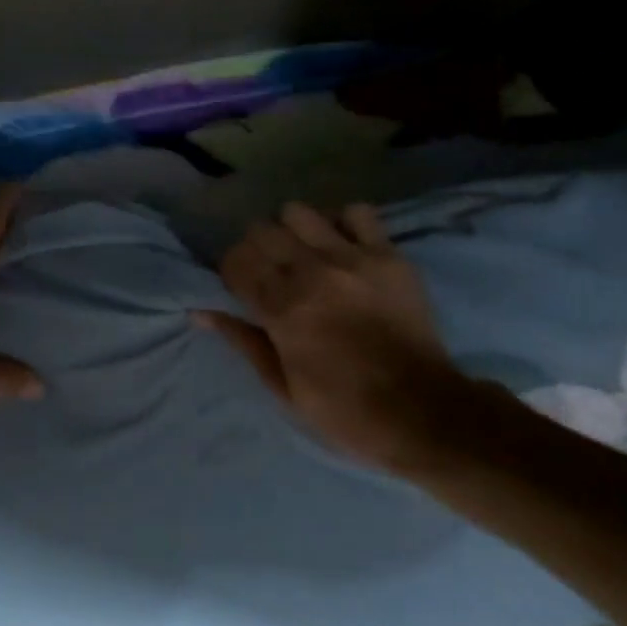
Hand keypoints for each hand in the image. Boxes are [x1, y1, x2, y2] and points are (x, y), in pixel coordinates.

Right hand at [197, 201, 497, 475]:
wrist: (426, 413)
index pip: (235, 262)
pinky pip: (357, 212)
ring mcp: (352, 260)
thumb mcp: (283, 387)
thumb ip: (243, 341)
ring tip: (304, 253)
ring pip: (299, 212)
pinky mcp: (388, 255)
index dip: (230, 271)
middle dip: (256, 248)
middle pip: (261, 230)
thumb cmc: (346, 410)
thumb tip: (200, 312)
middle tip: (270, 271)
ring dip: (292, 230)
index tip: (239, 285)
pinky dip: (342, 223)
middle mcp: (311, 275)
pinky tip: (343, 245)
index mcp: (282, 311)